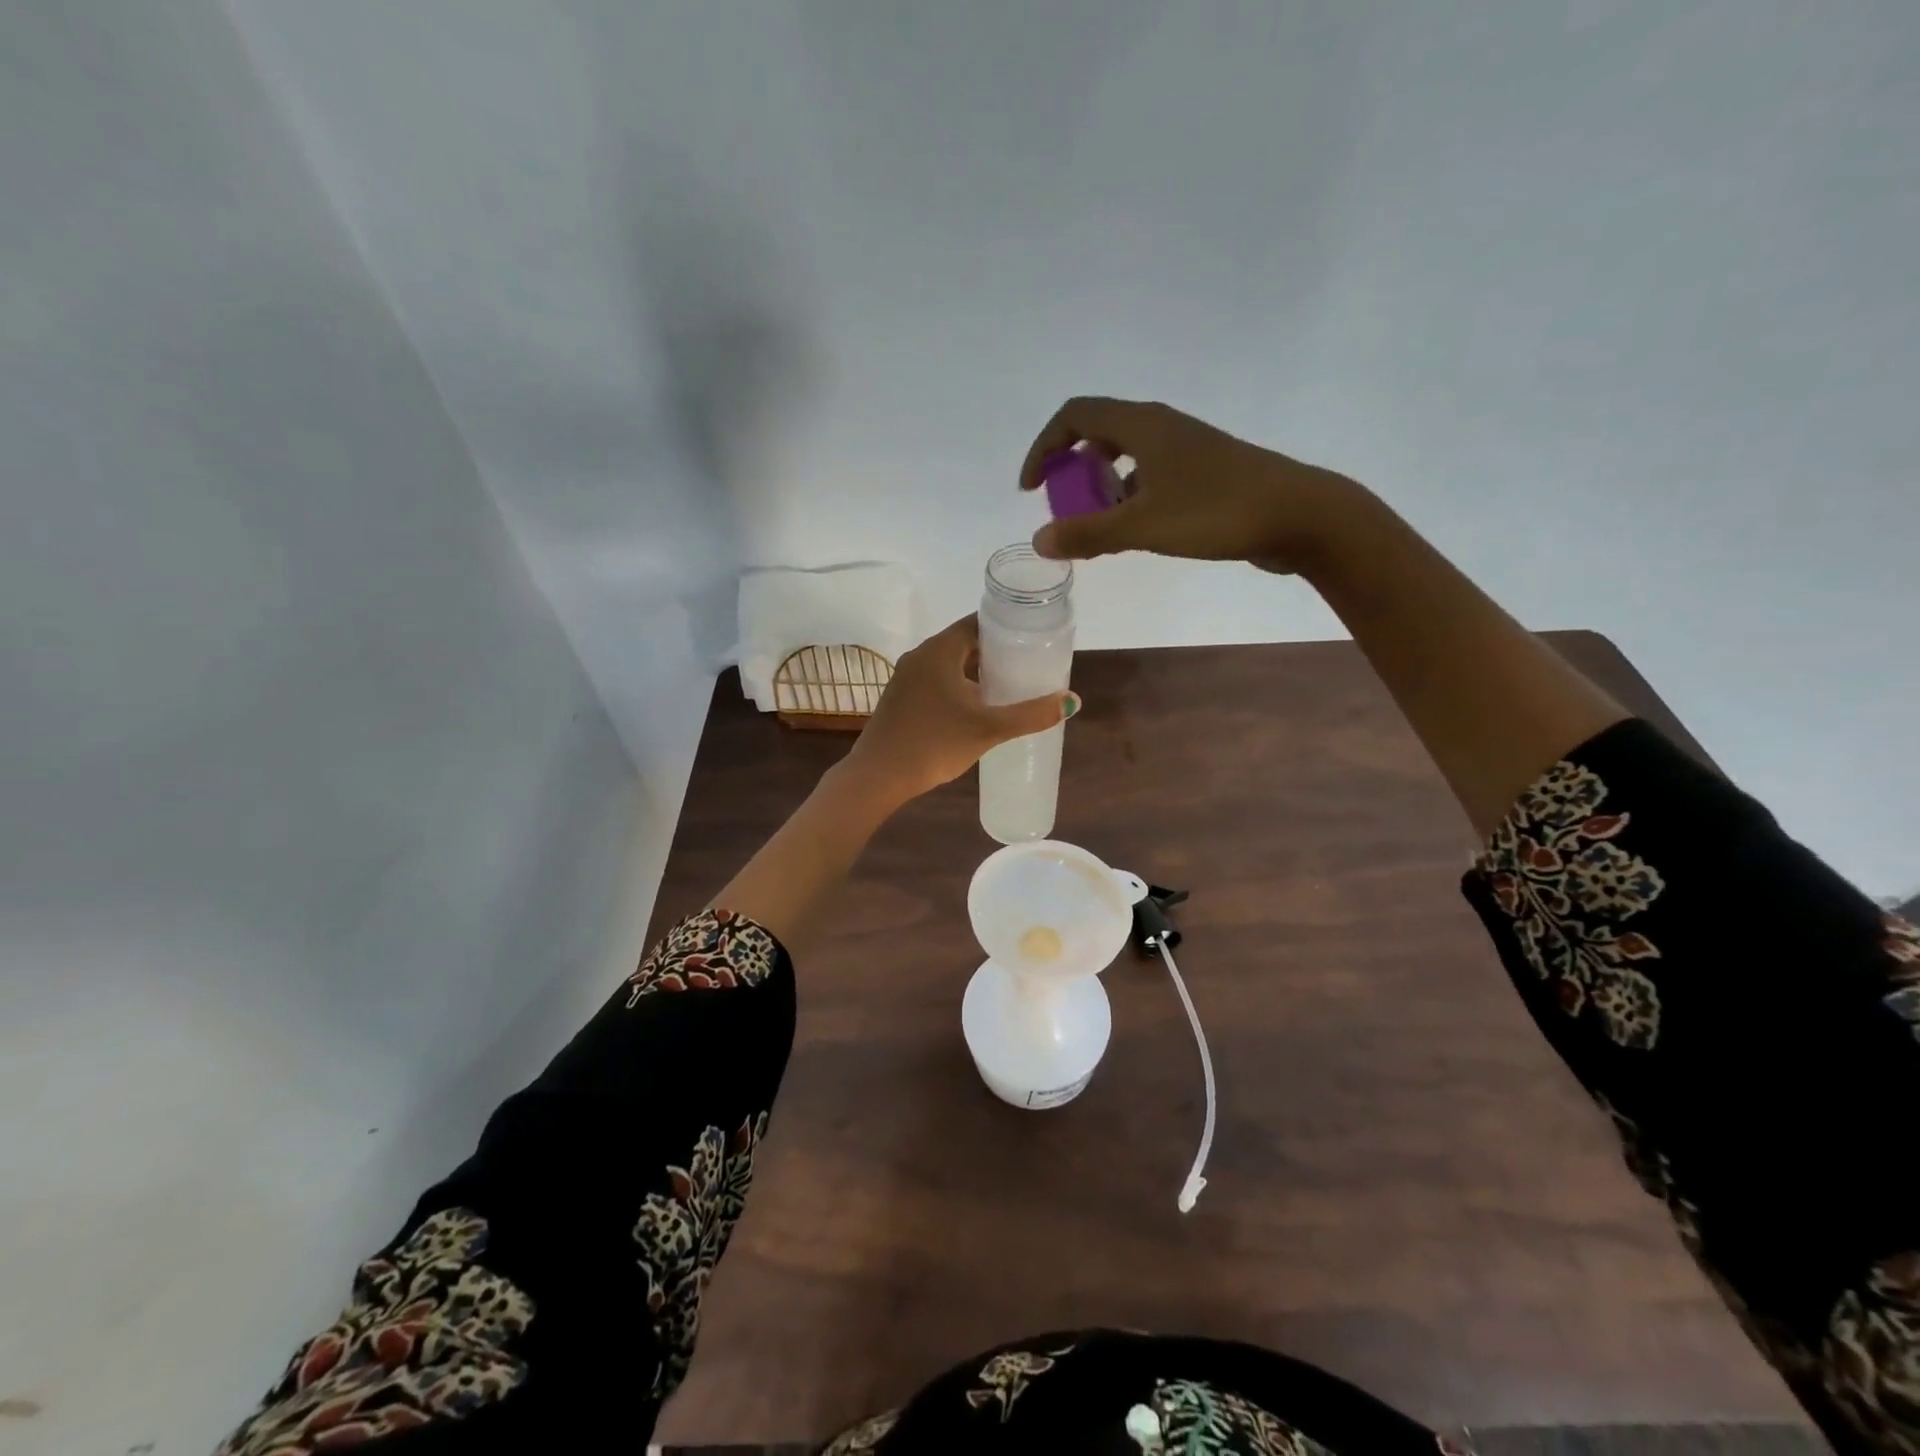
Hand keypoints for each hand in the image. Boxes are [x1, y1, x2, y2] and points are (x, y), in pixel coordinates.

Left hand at [844, 615, 1076, 804]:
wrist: (879, 776)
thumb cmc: (934, 744)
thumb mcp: (988, 729)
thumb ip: (1030, 714)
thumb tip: (1071, 701)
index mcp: (939, 650)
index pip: (977, 622)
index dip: (1006, 627)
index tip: (1032, 638)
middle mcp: (920, 656)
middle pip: (964, 643)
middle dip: (995, 652)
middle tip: (1026, 666)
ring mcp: (906, 677)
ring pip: (949, 664)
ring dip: (976, 672)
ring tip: (1006, 687)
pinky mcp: (900, 698)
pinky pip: (935, 681)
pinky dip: (957, 686)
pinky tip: (974, 708)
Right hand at [1018, 396, 1365, 573]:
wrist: (1299, 515)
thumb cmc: (1217, 512)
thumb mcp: (1143, 526)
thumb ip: (1088, 534)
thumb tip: (1039, 540)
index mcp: (1143, 426)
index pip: (1075, 415)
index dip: (1044, 447)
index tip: (1032, 488)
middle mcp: (1162, 428)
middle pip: (1099, 433)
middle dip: (1072, 470)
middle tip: (1066, 509)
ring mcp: (1186, 449)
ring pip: (1127, 458)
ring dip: (1102, 489)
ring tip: (1099, 529)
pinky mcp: (1204, 473)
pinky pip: (1150, 478)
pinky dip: (1130, 499)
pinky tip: (1135, 533)